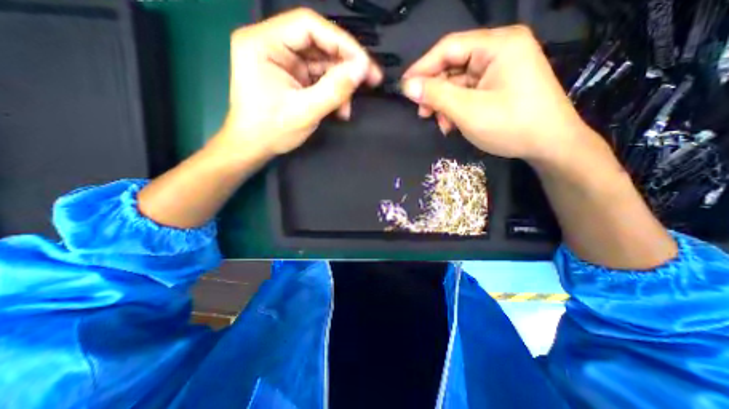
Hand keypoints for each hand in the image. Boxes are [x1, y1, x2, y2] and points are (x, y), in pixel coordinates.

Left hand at [214, 8, 381, 158]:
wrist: (253, 148)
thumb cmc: (271, 131)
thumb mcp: (305, 111)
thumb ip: (335, 89)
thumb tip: (363, 68)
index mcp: (264, 43)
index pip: (309, 26)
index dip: (342, 42)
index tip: (364, 64)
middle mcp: (272, 44)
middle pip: (318, 42)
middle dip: (346, 64)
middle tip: (371, 80)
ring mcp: (282, 60)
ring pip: (321, 62)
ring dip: (340, 83)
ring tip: (349, 106)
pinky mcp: (291, 75)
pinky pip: (318, 76)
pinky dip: (332, 91)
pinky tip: (340, 108)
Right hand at [402, 26, 600, 163]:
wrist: (549, 145)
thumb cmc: (511, 125)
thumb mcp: (468, 111)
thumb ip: (436, 95)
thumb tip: (407, 86)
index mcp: (498, 45)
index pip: (449, 47)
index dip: (422, 67)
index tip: (404, 87)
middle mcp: (499, 51)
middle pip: (453, 66)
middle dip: (435, 92)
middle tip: (423, 113)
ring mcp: (499, 69)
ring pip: (458, 83)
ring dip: (445, 104)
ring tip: (440, 124)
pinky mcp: (498, 86)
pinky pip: (468, 93)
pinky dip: (456, 109)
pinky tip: (452, 125)